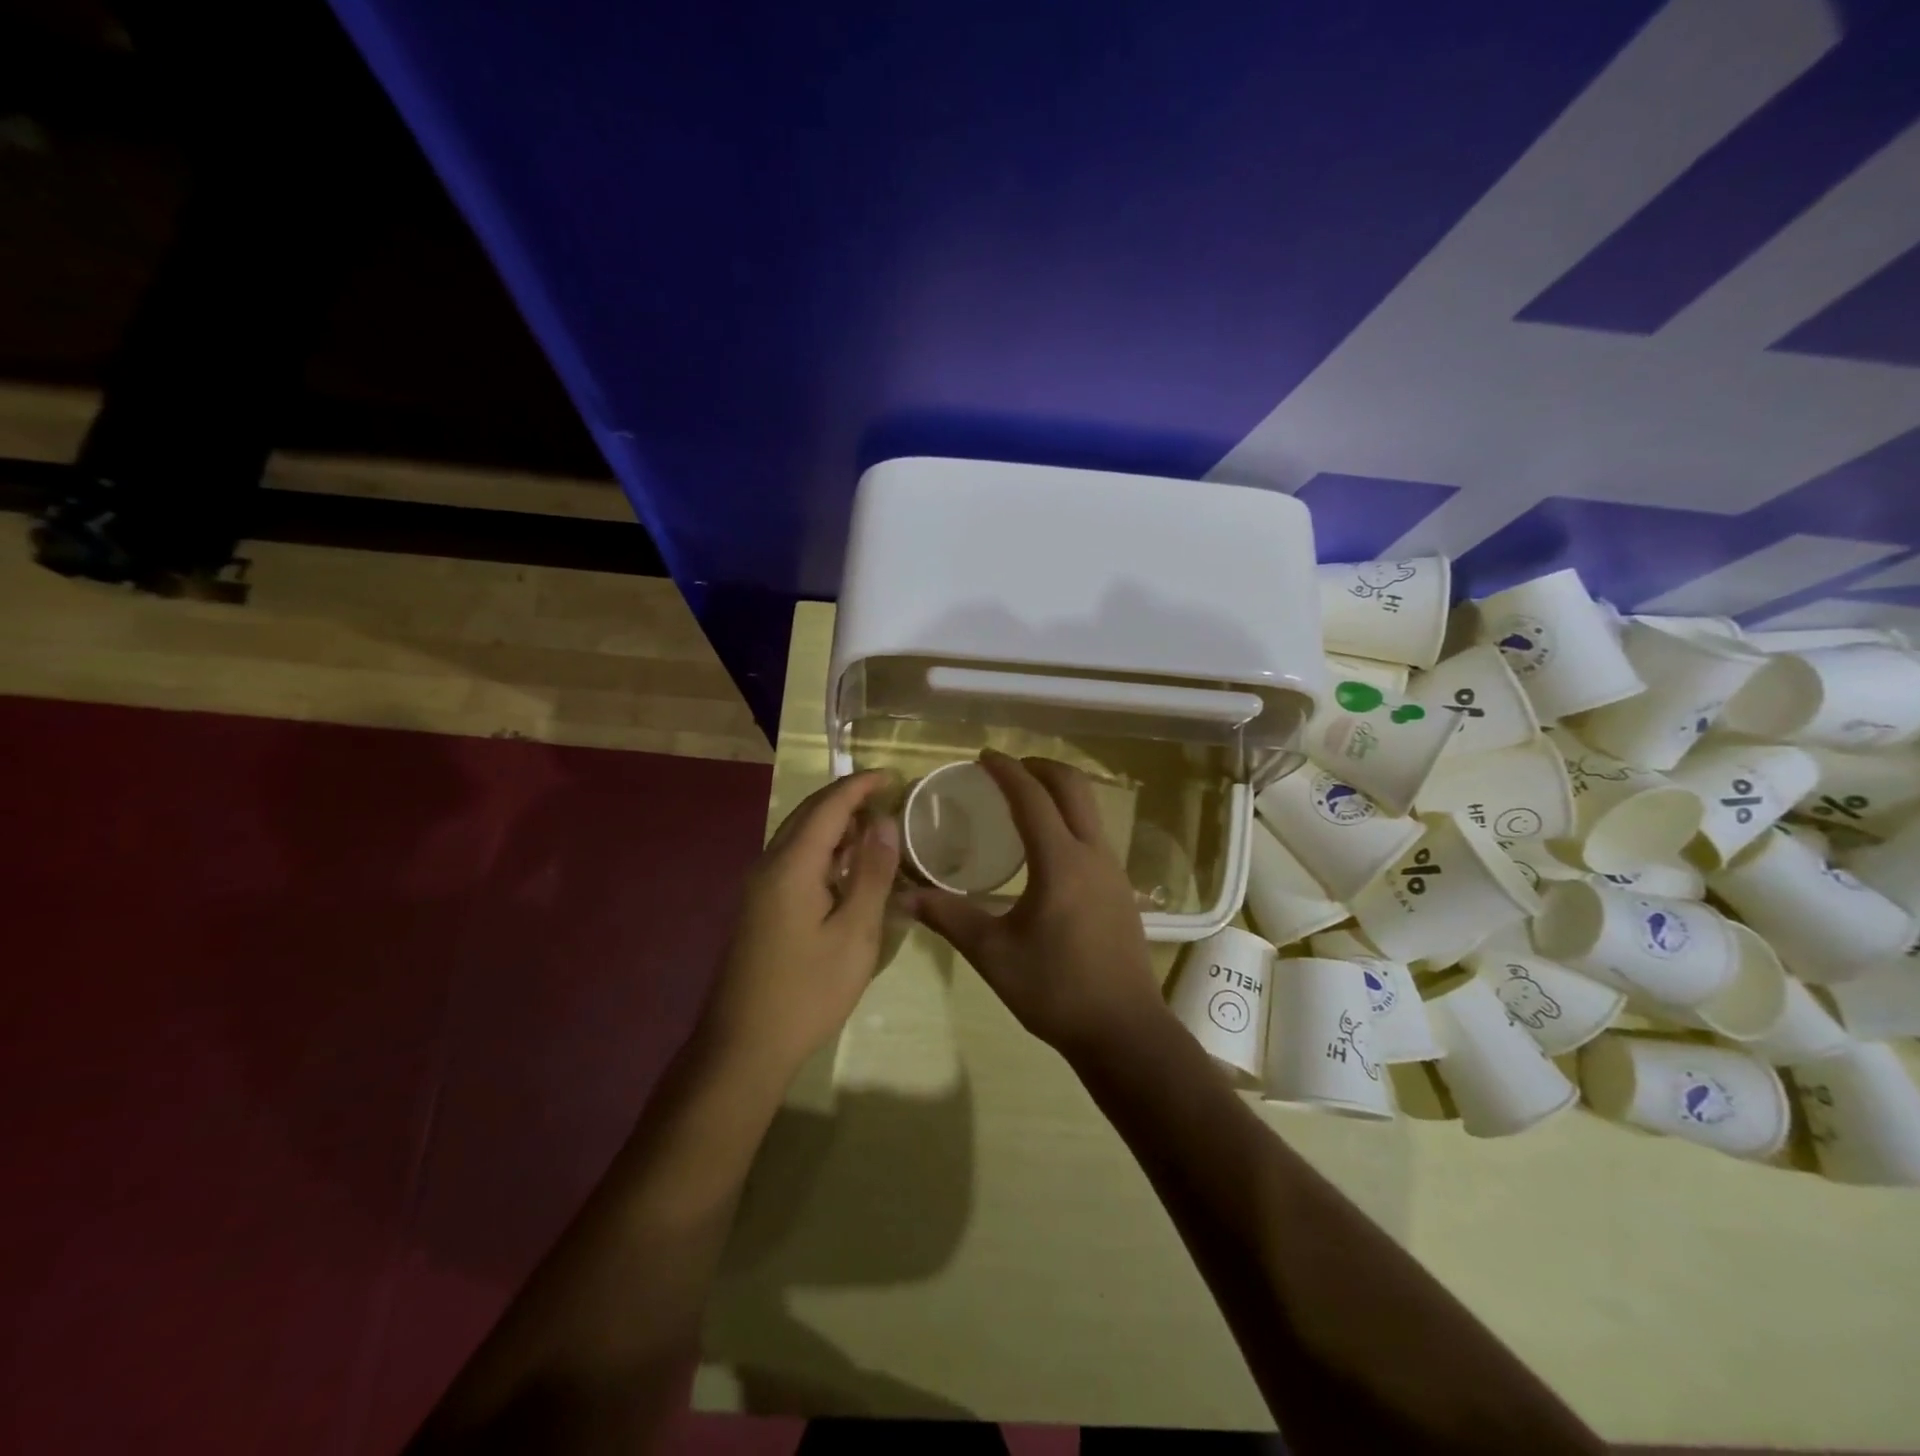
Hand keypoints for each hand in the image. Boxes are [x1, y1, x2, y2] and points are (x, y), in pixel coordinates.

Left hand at [702, 770, 900, 1075]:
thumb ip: (872, 875)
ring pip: (799, 836)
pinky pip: (793, 859)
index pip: (829, 805)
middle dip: (848, 799)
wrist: (743, 1046)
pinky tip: (846, 867)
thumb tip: (885, 823)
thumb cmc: (808, 991)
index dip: (861, 785)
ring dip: (835, 824)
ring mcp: (759, 886)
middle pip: (809, 814)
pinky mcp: (759, 907)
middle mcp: (769, 864)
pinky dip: (823, 850)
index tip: (893, 776)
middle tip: (888, 798)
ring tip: (875, 828)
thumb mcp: (855, 934)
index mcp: (791, 865)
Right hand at [903, 751, 1170, 1067]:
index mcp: (1061, 861)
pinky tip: (1048, 847)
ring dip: (1058, 791)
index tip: (983, 756)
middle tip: (1006, 769)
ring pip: (1089, 808)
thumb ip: (948, 918)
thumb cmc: (1055, 990)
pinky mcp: (1121, 889)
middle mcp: (1093, 854)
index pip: (1032, 797)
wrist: (1124, 1031)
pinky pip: (1094, 833)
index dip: (1007, 770)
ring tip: (1024, 799)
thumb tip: (903, 897)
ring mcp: (1113, 870)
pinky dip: (1070, 818)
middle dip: (1040, 767)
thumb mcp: (993, 954)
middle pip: (1072, 787)